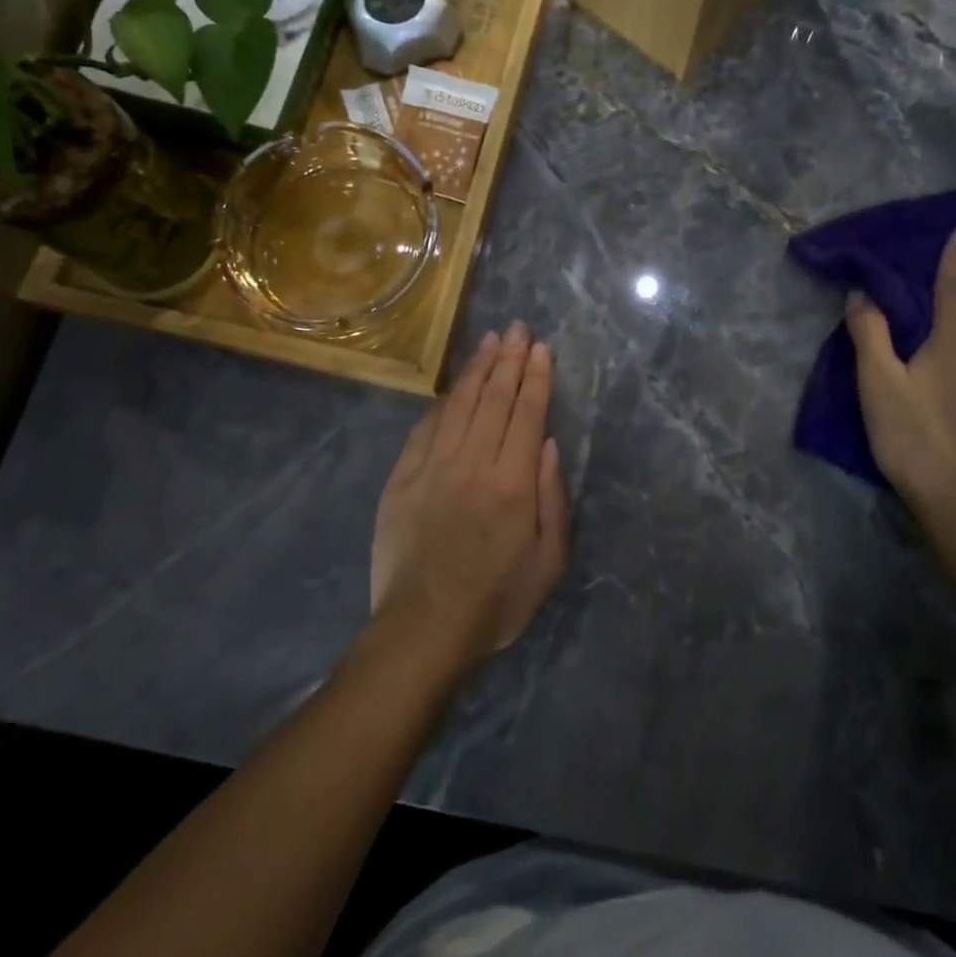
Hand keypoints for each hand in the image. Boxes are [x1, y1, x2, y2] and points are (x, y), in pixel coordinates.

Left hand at [370, 322, 571, 661]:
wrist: (424, 628)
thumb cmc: (497, 599)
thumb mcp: (548, 561)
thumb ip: (553, 498)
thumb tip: (548, 443)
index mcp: (513, 483)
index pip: (527, 414)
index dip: (535, 377)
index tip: (540, 348)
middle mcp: (473, 463)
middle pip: (494, 398)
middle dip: (508, 359)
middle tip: (517, 328)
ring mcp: (433, 467)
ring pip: (459, 404)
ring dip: (476, 369)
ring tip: (489, 341)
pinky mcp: (403, 477)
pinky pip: (425, 427)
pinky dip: (443, 401)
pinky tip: (453, 387)